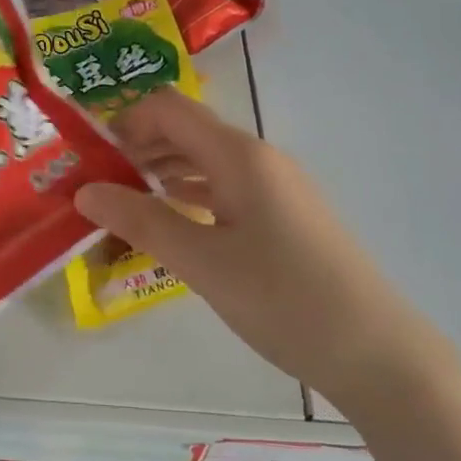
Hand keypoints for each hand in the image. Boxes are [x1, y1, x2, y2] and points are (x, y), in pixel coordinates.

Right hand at [75, 91, 453, 410]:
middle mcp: (258, 157)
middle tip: (95, 180)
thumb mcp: (202, 261)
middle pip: (186, 130)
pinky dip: (191, 193)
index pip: (169, 108)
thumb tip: (84, 191)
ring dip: (162, 170)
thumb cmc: (283, 299)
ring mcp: (275, 186)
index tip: (88, 153)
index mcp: (239, 155)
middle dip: (138, 146)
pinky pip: (226, 187)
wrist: (377, 352)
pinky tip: (171, 217)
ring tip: (122, 199)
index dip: (125, 120)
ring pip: (206, 160)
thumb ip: (140, 221)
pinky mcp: (284, 214)